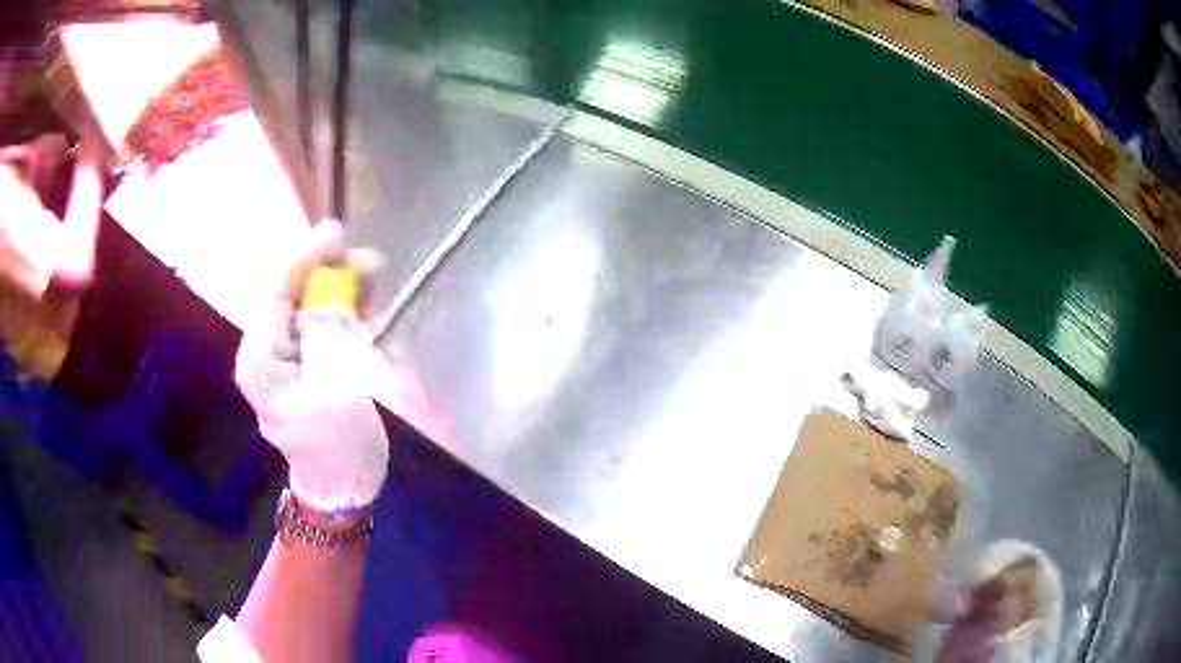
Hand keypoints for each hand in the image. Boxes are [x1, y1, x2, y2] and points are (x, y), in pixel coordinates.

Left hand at [235, 221, 388, 512]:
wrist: (346, 486)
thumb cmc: (335, 447)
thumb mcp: (333, 391)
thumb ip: (328, 340)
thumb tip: (330, 301)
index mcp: (260, 359)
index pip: (277, 296)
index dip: (304, 261)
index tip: (334, 234)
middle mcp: (269, 352)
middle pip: (296, 297)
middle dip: (328, 273)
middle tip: (365, 259)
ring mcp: (291, 358)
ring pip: (313, 308)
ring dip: (341, 289)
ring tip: (372, 272)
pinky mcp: (312, 364)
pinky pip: (326, 326)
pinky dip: (346, 310)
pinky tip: (368, 299)